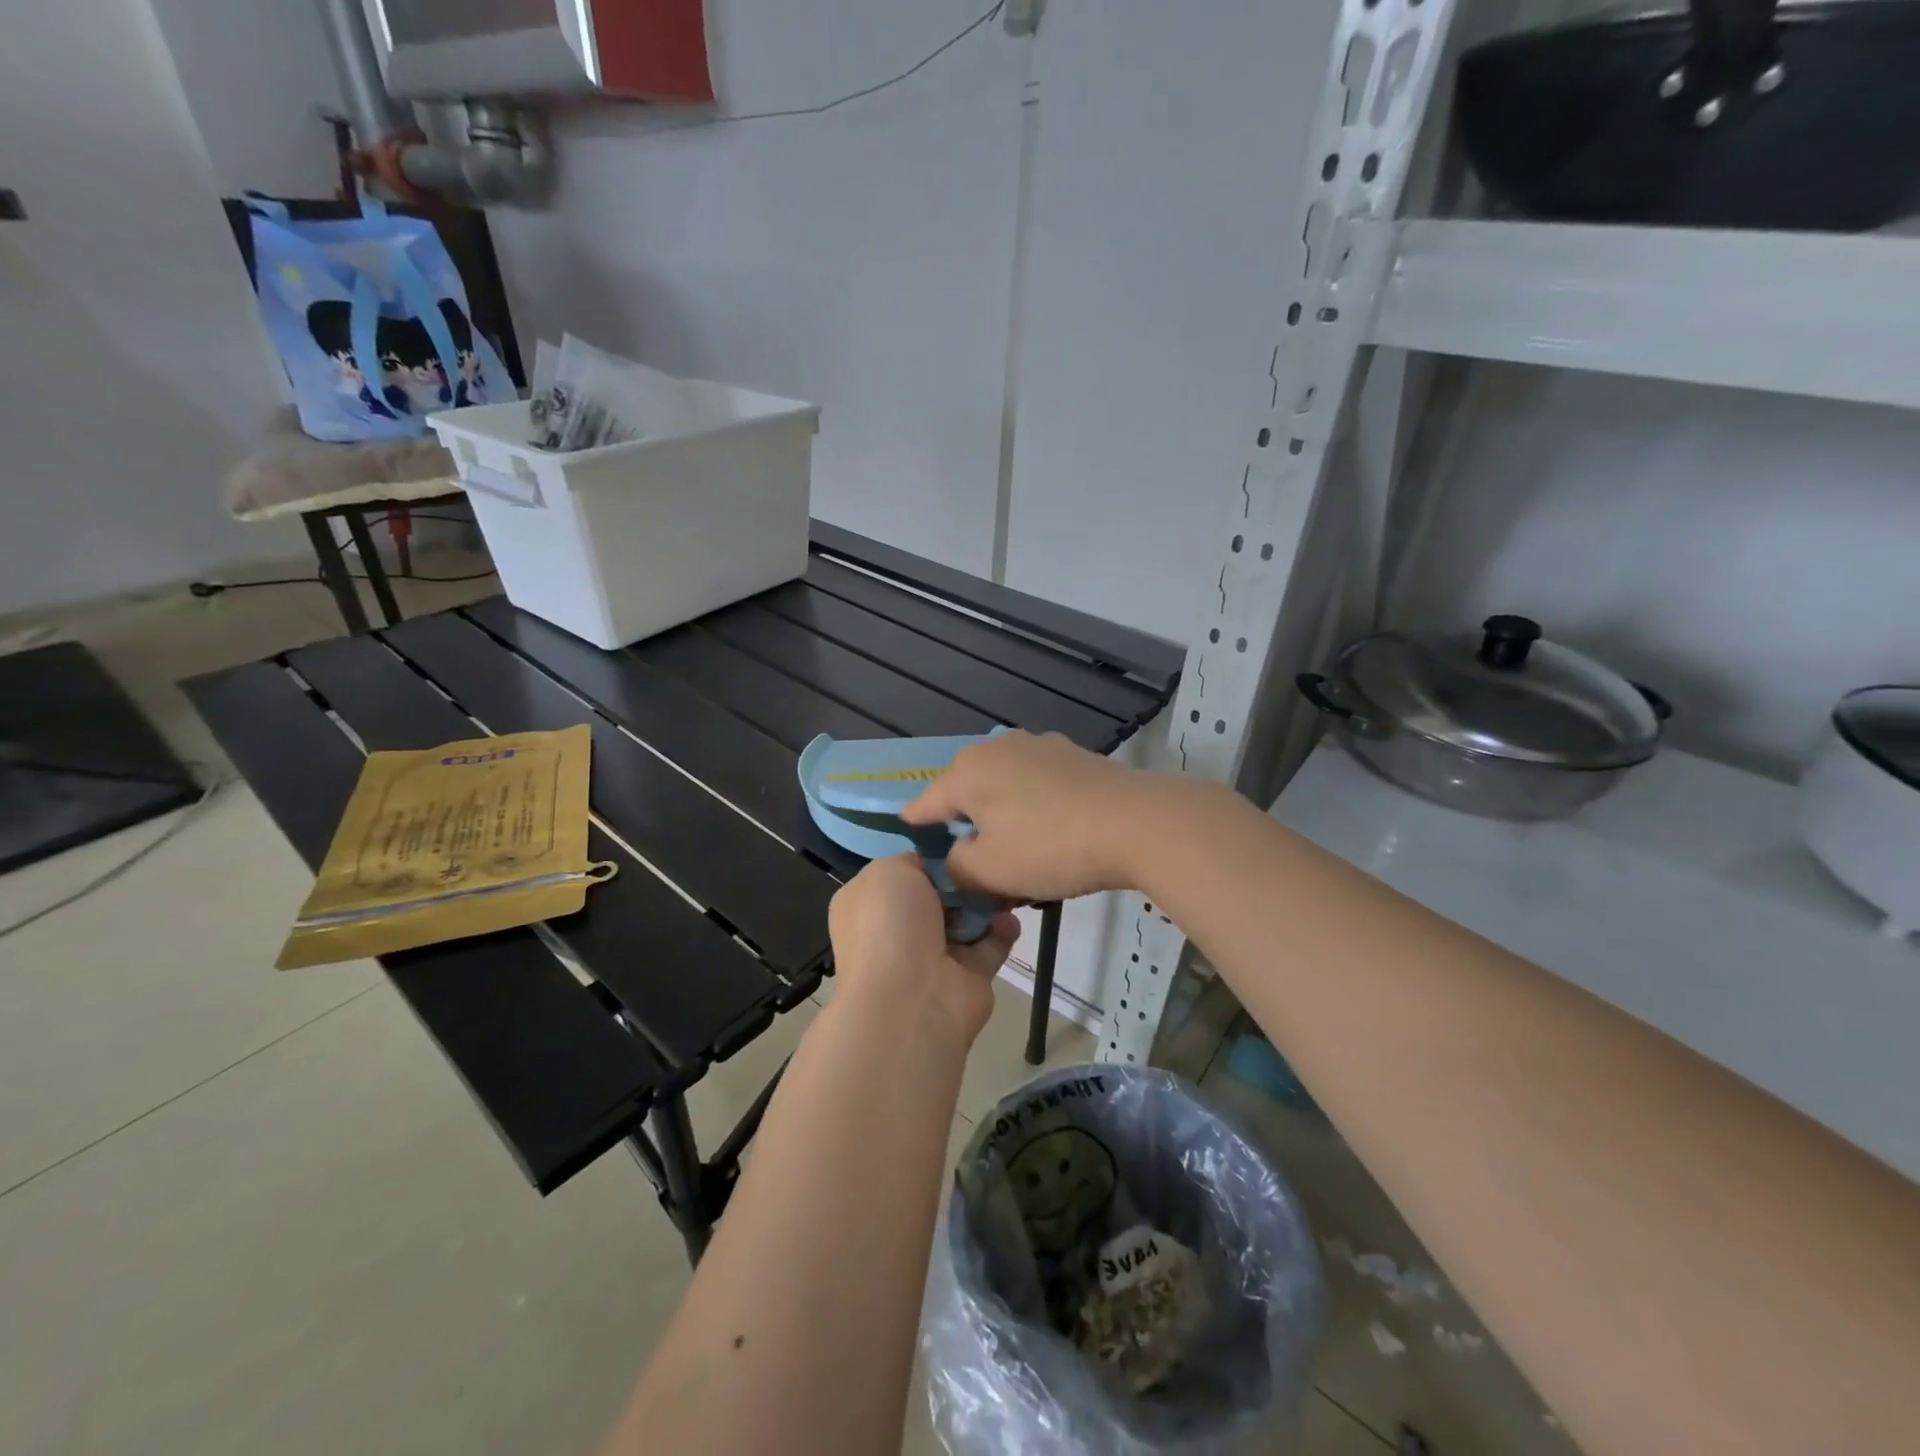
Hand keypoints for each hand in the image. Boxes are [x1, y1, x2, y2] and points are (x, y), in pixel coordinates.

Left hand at [827, 857, 1018, 1046]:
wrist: (912, 999)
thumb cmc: (889, 925)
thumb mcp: (888, 871)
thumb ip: (912, 861)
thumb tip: (934, 869)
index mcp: (869, 904)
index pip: (902, 873)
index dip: (929, 859)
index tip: (957, 843)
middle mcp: (897, 930)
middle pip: (939, 894)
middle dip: (963, 878)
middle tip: (986, 860)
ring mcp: (933, 955)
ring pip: (967, 918)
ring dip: (987, 901)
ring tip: (1002, 884)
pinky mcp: (967, 976)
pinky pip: (990, 944)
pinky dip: (1002, 929)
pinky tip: (1008, 916)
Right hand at [902, 731, 1169, 902]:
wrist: (1136, 823)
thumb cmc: (1050, 847)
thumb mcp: (989, 872)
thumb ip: (956, 868)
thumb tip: (959, 858)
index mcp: (967, 771)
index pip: (923, 806)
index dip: (917, 835)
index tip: (918, 859)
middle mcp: (997, 747)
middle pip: (966, 796)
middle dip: (968, 830)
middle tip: (981, 871)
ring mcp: (1039, 746)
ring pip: (1004, 790)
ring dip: (1004, 820)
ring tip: (1022, 858)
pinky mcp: (1073, 756)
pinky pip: (1037, 786)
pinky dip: (1035, 810)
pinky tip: (1055, 837)